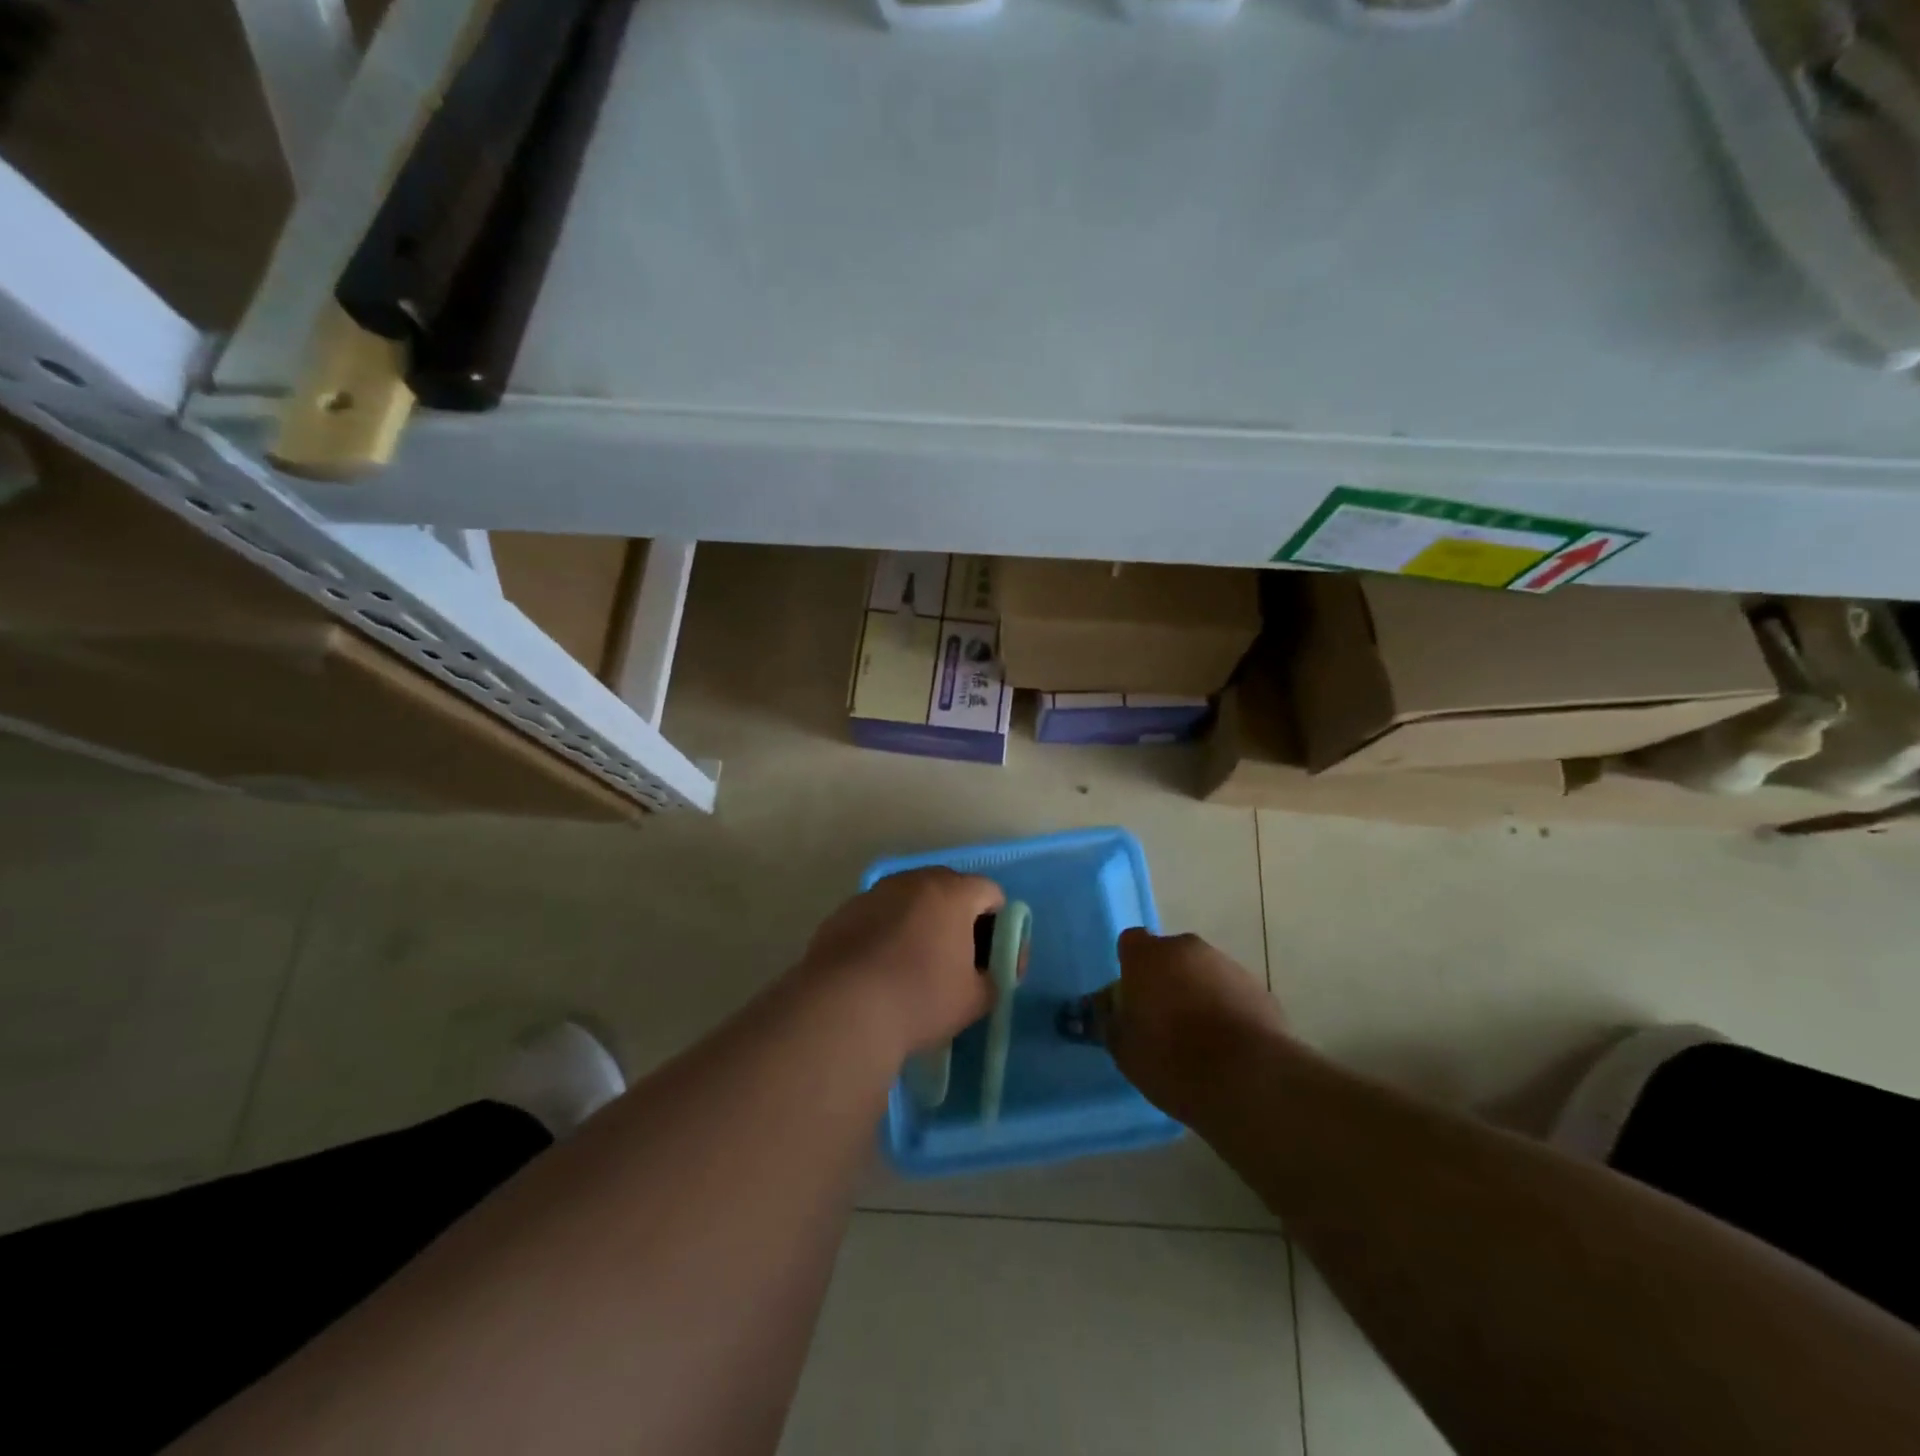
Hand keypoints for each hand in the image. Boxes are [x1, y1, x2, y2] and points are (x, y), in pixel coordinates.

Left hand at [796, 868, 1004, 1058]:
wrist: (842, 1010)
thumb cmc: (920, 999)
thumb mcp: (975, 1000)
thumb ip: (995, 978)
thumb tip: (989, 972)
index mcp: (952, 893)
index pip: (990, 893)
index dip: (998, 924)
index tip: (990, 957)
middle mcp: (913, 881)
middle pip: (949, 889)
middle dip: (958, 918)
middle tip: (956, 959)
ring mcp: (874, 893)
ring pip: (910, 900)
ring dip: (920, 922)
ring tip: (913, 965)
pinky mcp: (844, 912)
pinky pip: (879, 915)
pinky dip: (887, 932)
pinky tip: (880, 969)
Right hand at [1103, 930, 1288, 1124]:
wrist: (1251, 1081)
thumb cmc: (1173, 1061)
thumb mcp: (1124, 1049)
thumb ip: (1111, 1021)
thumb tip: (1109, 1009)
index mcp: (1148, 956)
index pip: (1130, 943)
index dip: (1129, 968)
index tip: (1131, 999)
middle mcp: (1188, 949)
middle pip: (1169, 956)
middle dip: (1165, 979)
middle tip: (1162, 1020)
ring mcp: (1228, 966)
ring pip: (1202, 973)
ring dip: (1197, 993)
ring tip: (1199, 1038)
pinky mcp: (1260, 989)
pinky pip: (1231, 993)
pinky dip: (1226, 1009)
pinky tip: (1228, 1046)